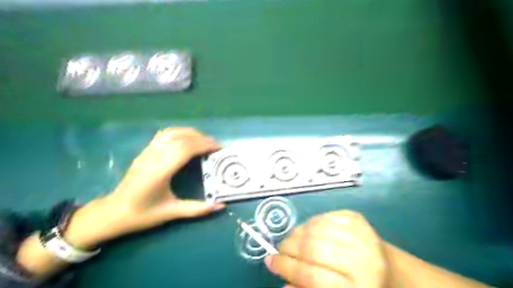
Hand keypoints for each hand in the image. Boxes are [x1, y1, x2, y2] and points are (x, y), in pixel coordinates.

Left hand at [64, 128, 224, 248]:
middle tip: (216, 146)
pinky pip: (165, 135)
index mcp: (160, 172)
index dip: (204, 145)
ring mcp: (148, 152)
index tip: (219, 148)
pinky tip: (188, 140)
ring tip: (204, 141)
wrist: (113, 212)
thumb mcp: (171, 213)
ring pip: (172, 133)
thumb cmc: (142, 214)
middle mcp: (153, 157)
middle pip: (181, 138)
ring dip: (191, 133)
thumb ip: (197, 209)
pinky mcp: (145, 151)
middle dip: (202, 139)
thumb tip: (221, 206)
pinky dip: (180, 132)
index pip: (185, 149)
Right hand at [264, 209, 388, 287]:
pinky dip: (309, 223)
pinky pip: (323, 217)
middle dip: (288, 247)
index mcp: (358, 287)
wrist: (389, 270)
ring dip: (296, 234)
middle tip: (279, 250)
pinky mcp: (356, 218)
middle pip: (312, 248)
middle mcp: (362, 259)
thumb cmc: (358, 287)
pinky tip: (307, 232)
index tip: (270, 262)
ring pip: (315, 228)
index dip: (286, 267)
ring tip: (290, 241)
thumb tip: (283, 282)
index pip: (311, 276)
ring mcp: (361, 233)